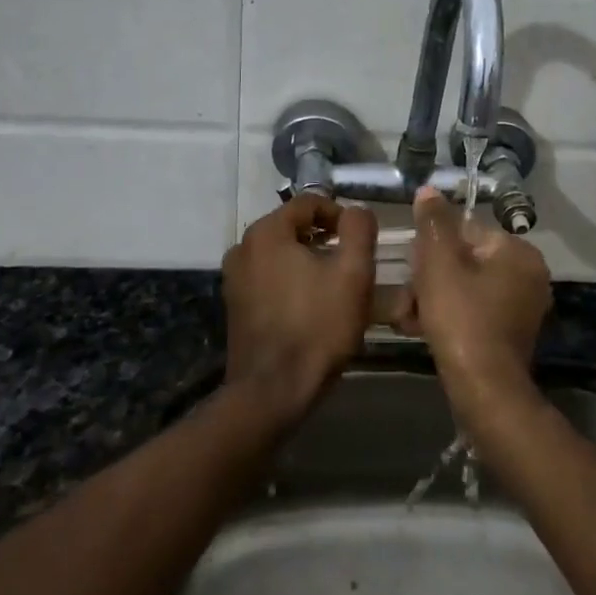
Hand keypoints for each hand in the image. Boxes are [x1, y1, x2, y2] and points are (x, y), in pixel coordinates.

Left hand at [221, 193, 376, 426]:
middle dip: (325, 239)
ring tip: (335, 285)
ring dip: (309, 260)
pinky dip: (291, 280)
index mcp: (267, 231)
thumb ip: (359, 230)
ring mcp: (234, 277)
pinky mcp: (235, 304)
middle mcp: (243, 246)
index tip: (361, 239)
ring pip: (281, 253)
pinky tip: (311, 305)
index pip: (310, 203)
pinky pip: (268, 276)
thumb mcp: (353, 273)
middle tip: (352, 263)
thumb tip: (356, 211)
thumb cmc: (317, 326)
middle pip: (293, 227)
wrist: (273, 391)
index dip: (341, 215)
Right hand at [396, 187, 551, 421]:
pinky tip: (420, 328)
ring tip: (407, 316)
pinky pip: (472, 311)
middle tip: (407, 297)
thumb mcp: (439, 262)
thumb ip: (433, 222)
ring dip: (432, 297)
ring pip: (464, 287)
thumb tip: (429, 190)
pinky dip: (447, 316)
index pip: (466, 230)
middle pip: (463, 260)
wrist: (483, 390)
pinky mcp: (510, 334)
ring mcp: (521, 307)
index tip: (412, 267)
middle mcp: (528, 275)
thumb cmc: (461, 318)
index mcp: (518, 252)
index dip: (432, 246)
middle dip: (428, 277)